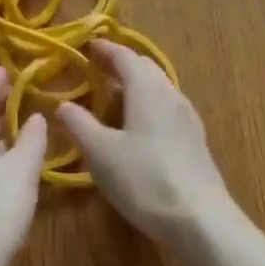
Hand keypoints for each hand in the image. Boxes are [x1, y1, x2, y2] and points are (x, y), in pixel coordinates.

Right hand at [58, 40, 233, 244]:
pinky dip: (148, 103)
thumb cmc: (145, 179)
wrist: (201, 219)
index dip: (105, 49)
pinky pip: (167, 106)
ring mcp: (187, 116)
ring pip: (158, 86)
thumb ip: (79, 125)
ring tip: (115, 96)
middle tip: (98, 68)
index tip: (88, 46)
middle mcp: (169, 93)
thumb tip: (63, 104)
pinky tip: (140, 126)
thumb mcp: (101, 154)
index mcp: (146, 88)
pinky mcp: (195, 139)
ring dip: (136, 84)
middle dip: (121, 64)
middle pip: (144, 67)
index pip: (124, 56)